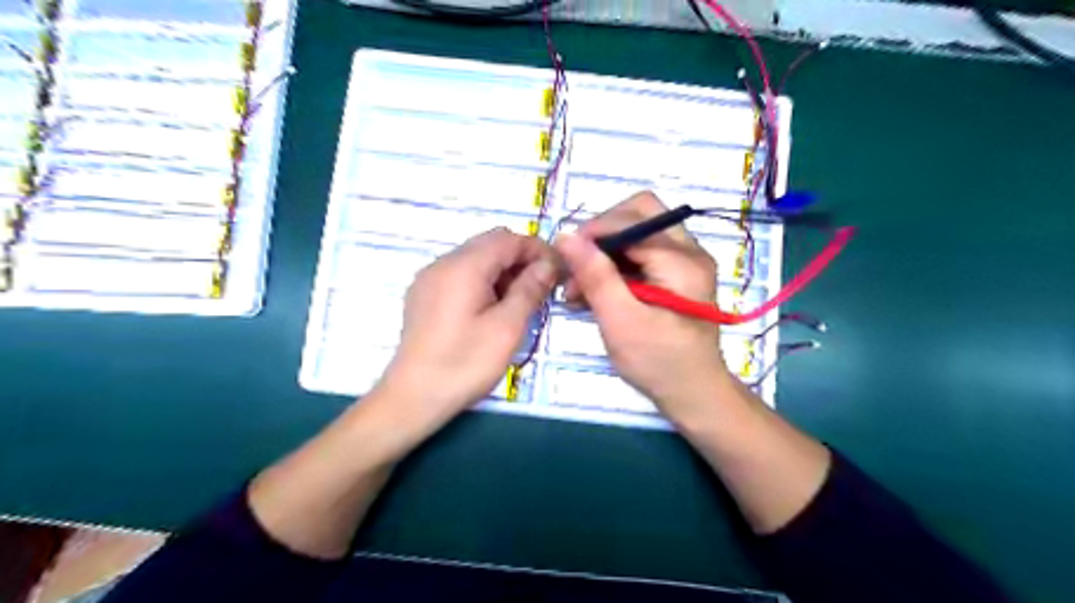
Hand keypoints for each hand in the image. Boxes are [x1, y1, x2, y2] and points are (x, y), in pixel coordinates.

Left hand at [375, 228, 552, 430]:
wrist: (413, 397)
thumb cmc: (465, 363)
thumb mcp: (507, 327)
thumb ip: (530, 289)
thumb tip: (548, 264)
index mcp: (463, 266)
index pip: (507, 239)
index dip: (537, 249)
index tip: (559, 271)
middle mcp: (443, 263)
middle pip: (490, 244)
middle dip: (520, 259)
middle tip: (543, 287)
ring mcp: (429, 279)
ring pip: (475, 258)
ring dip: (502, 270)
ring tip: (521, 300)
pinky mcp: (424, 295)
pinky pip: (460, 274)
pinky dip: (483, 280)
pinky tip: (493, 308)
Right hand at [554, 193, 739, 424]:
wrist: (694, 393)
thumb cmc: (659, 362)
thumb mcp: (621, 321)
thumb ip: (595, 276)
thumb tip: (565, 236)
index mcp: (681, 260)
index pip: (630, 220)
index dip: (593, 232)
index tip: (564, 260)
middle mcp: (690, 250)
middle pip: (639, 212)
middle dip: (602, 234)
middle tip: (577, 265)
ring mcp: (686, 260)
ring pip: (638, 231)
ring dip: (606, 251)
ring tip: (579, 288)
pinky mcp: (678, 274)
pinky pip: (643, 251)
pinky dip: (616, 265)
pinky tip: (595, 292)